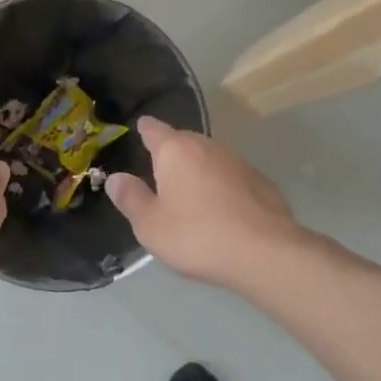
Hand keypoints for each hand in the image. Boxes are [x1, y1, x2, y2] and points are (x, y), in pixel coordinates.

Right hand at [104, 116, 304, 287]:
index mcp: (175, 151)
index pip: (155, 130)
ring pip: (210, 158)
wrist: (265, 253)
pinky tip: (220, 208)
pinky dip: (221, 185)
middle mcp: (208, 147)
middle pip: (184, 141)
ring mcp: (238, 163)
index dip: (145, 129)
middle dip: (172, 151)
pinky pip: (231, 177)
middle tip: (160, 168)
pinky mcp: (262, 183)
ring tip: (189, 190)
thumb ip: (131, 199)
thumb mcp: (150, 225)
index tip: (141, 127)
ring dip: (198, 169)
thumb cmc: (196, 236)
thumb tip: (116, 178)